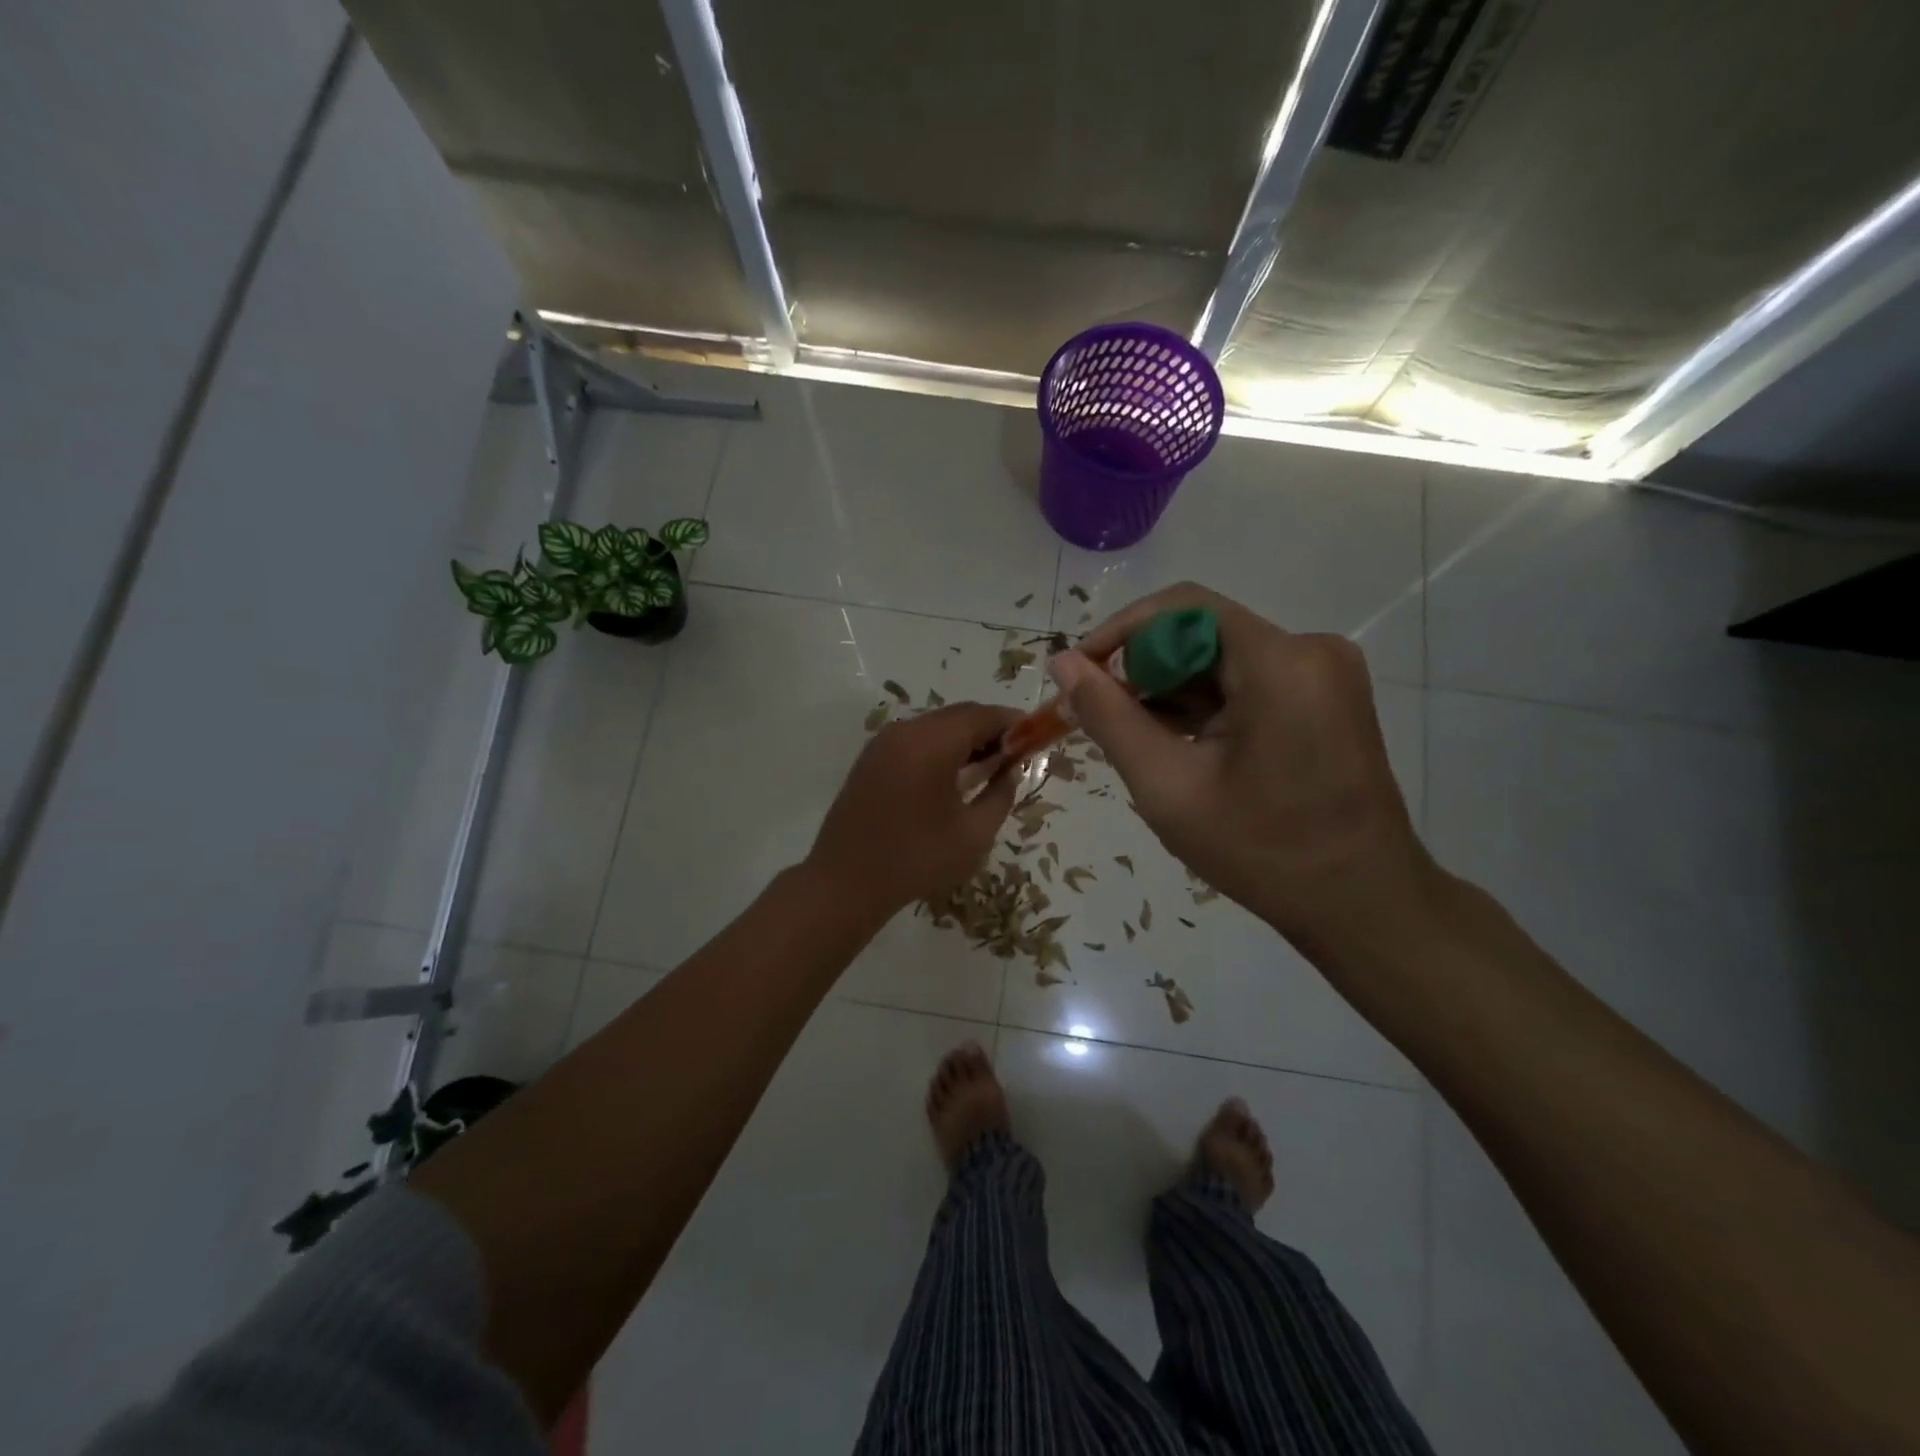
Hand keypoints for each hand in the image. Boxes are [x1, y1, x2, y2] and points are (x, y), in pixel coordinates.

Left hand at [807, 701, 1021, 920]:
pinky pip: (915, 740)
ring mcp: (883, 744)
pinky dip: (940, 748)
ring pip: (935, 726)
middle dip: (990, 729)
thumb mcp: (974, 835)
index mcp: (931, 743)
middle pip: (958, 716)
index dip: (1012, 722)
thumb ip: (1000, 795)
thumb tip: (1010, 771)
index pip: (982, 716)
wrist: (845, 883)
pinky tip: (952, 777)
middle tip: (1015, 755)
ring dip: (965, 738)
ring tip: (988, 767)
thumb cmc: (916, 860)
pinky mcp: (870, 760)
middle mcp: (905, 732)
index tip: (1035, 737)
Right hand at [1049, 583, 1435, 957]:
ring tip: (1136, 741)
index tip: (1079, 674)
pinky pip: (1248, 681)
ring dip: (1172, 691)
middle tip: (1101, 719)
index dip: (1120, 632)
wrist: (1362, 904)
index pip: (1181, 608)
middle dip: (1144, 670)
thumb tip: (1062, 662)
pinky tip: (1178, 745)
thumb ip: (1109, 717)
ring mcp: (1324, 674)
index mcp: (1280, 662)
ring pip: (1222, 659)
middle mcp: (1311, 650)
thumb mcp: (1168, 785)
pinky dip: (1206, 705)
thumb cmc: (1261, 851)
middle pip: (1202, 633)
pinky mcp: (1326, 697)